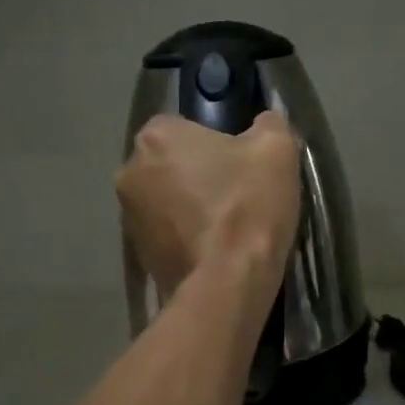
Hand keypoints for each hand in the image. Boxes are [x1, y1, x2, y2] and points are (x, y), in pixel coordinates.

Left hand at [117, 112, 300, 307]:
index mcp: (157, 136)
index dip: (216, 142)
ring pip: (166, 199)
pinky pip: (166, 234)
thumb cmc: (248, 204)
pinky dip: (185, 237)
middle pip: (171, 163)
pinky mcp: (138, 254)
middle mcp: (130, 171)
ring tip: (227, 227)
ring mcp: (128, 216)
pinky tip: (215, 250)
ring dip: (189, 207)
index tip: (240, 164)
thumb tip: (264, 123)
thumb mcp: (277, 149)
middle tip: (237, 193)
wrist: (229, 281)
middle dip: (197, 174)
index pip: (184, 126)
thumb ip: (268, 125)